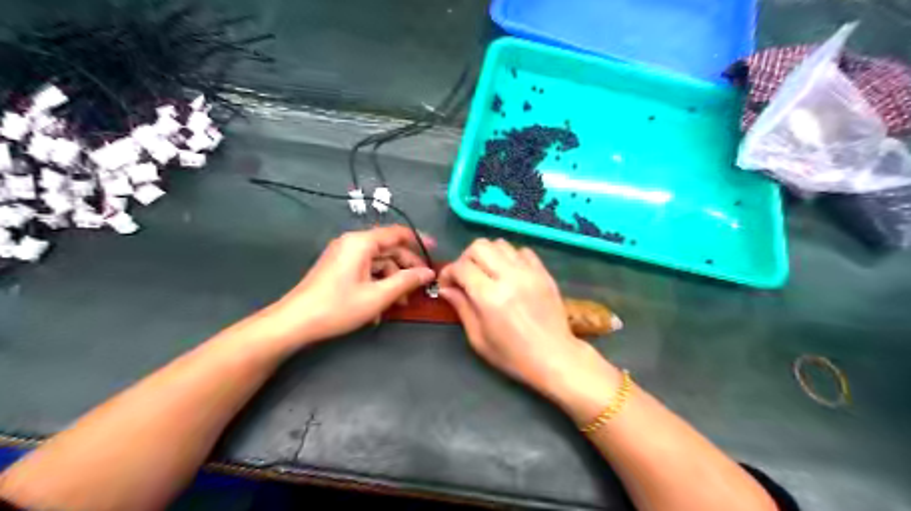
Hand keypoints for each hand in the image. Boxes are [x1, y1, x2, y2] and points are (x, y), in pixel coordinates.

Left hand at [266, 226, 434, 347]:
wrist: (294, 322)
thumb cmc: (338, 307)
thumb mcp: (378, 295)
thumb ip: (407, 281)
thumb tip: (429, 273)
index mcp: (362, 242)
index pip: (397, 233)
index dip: (419, 241)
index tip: (435, 251)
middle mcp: (353, 243)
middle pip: (389, 249)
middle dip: (406, 268)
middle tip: (420, 287)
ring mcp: (344, 255)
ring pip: (378, 262)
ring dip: (392, 280)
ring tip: (400, 304)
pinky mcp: (338, 268)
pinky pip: (366, 270)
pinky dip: (377, 284)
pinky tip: (380, 308)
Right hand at [437, 240, 602, 397]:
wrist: (555, 357)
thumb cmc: (512, 355)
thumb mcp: (478, 338)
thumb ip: (461, 308)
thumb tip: (446, 289)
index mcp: (490, 297)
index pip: (461, 267)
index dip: (448, 272)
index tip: (447, 284)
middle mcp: (509, 277)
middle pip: (479, 246)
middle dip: (466, 258)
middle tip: (466, 276)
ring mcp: (529, 272)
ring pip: (500, 244)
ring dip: (488, 255)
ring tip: (488, 273)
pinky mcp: (543, 272)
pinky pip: (522, 251)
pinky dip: (510, 257)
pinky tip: (509, 273)